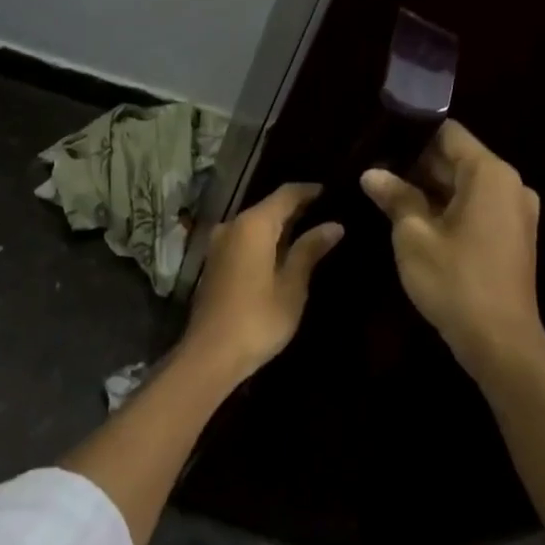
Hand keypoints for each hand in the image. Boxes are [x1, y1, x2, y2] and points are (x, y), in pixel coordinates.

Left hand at [182, 183, 343, 382]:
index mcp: (253, 225)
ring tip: (311, 230)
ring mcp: (219, 244)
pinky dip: (264, 240)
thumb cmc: (258, 318)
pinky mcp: (214, 263)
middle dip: (296, 208)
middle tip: (327, 212)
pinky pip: (244, 240)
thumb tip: (333, 225)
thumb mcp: (292, 285)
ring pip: (254, 224)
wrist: (211, 353)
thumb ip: (310, 250)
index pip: (286, 194)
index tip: (332, 192)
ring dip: (280, 226)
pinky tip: (283, 252)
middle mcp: (232, 226)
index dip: (309, 191)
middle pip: (268, 207)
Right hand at [360, 121, 544, 379]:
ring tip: (385, 193)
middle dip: (416, 164)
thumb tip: (371, 173)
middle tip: (373, 171)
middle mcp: (510, 185)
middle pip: (457, 159)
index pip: (448, 133)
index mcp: (490, 175)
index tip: (378, 142)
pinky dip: (446, 207)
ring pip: (464, 185)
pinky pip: (475, 207)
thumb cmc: (454, 280)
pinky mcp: (511, 236)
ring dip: (428, 188)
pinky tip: (412, 218)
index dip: (411, 134)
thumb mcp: (413, 236)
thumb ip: (395, 197)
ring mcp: (514, 212)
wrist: (499, 341)